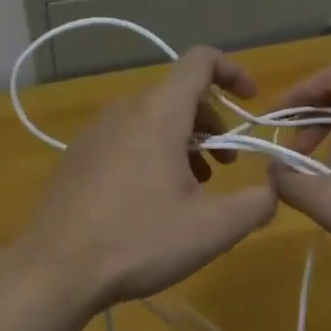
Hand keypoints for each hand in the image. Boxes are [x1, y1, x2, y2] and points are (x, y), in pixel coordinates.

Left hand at [13, 47, 277, 312]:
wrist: (56, 269)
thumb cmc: (139, 240)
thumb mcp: (213, 228)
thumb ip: (257, 203)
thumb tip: (274, 189)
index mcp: (159, 112)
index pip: (200, 61)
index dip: (233, 72)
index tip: (251, 102)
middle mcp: (125, 110)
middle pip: (178, 94)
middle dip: (212, 123)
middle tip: (226, 164)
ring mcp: (95, 131)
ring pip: (152, 118)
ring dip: (183, 141)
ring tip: (193, 187)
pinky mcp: (77, 156)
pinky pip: (126, 137)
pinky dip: (152, 151)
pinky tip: (152, 200)